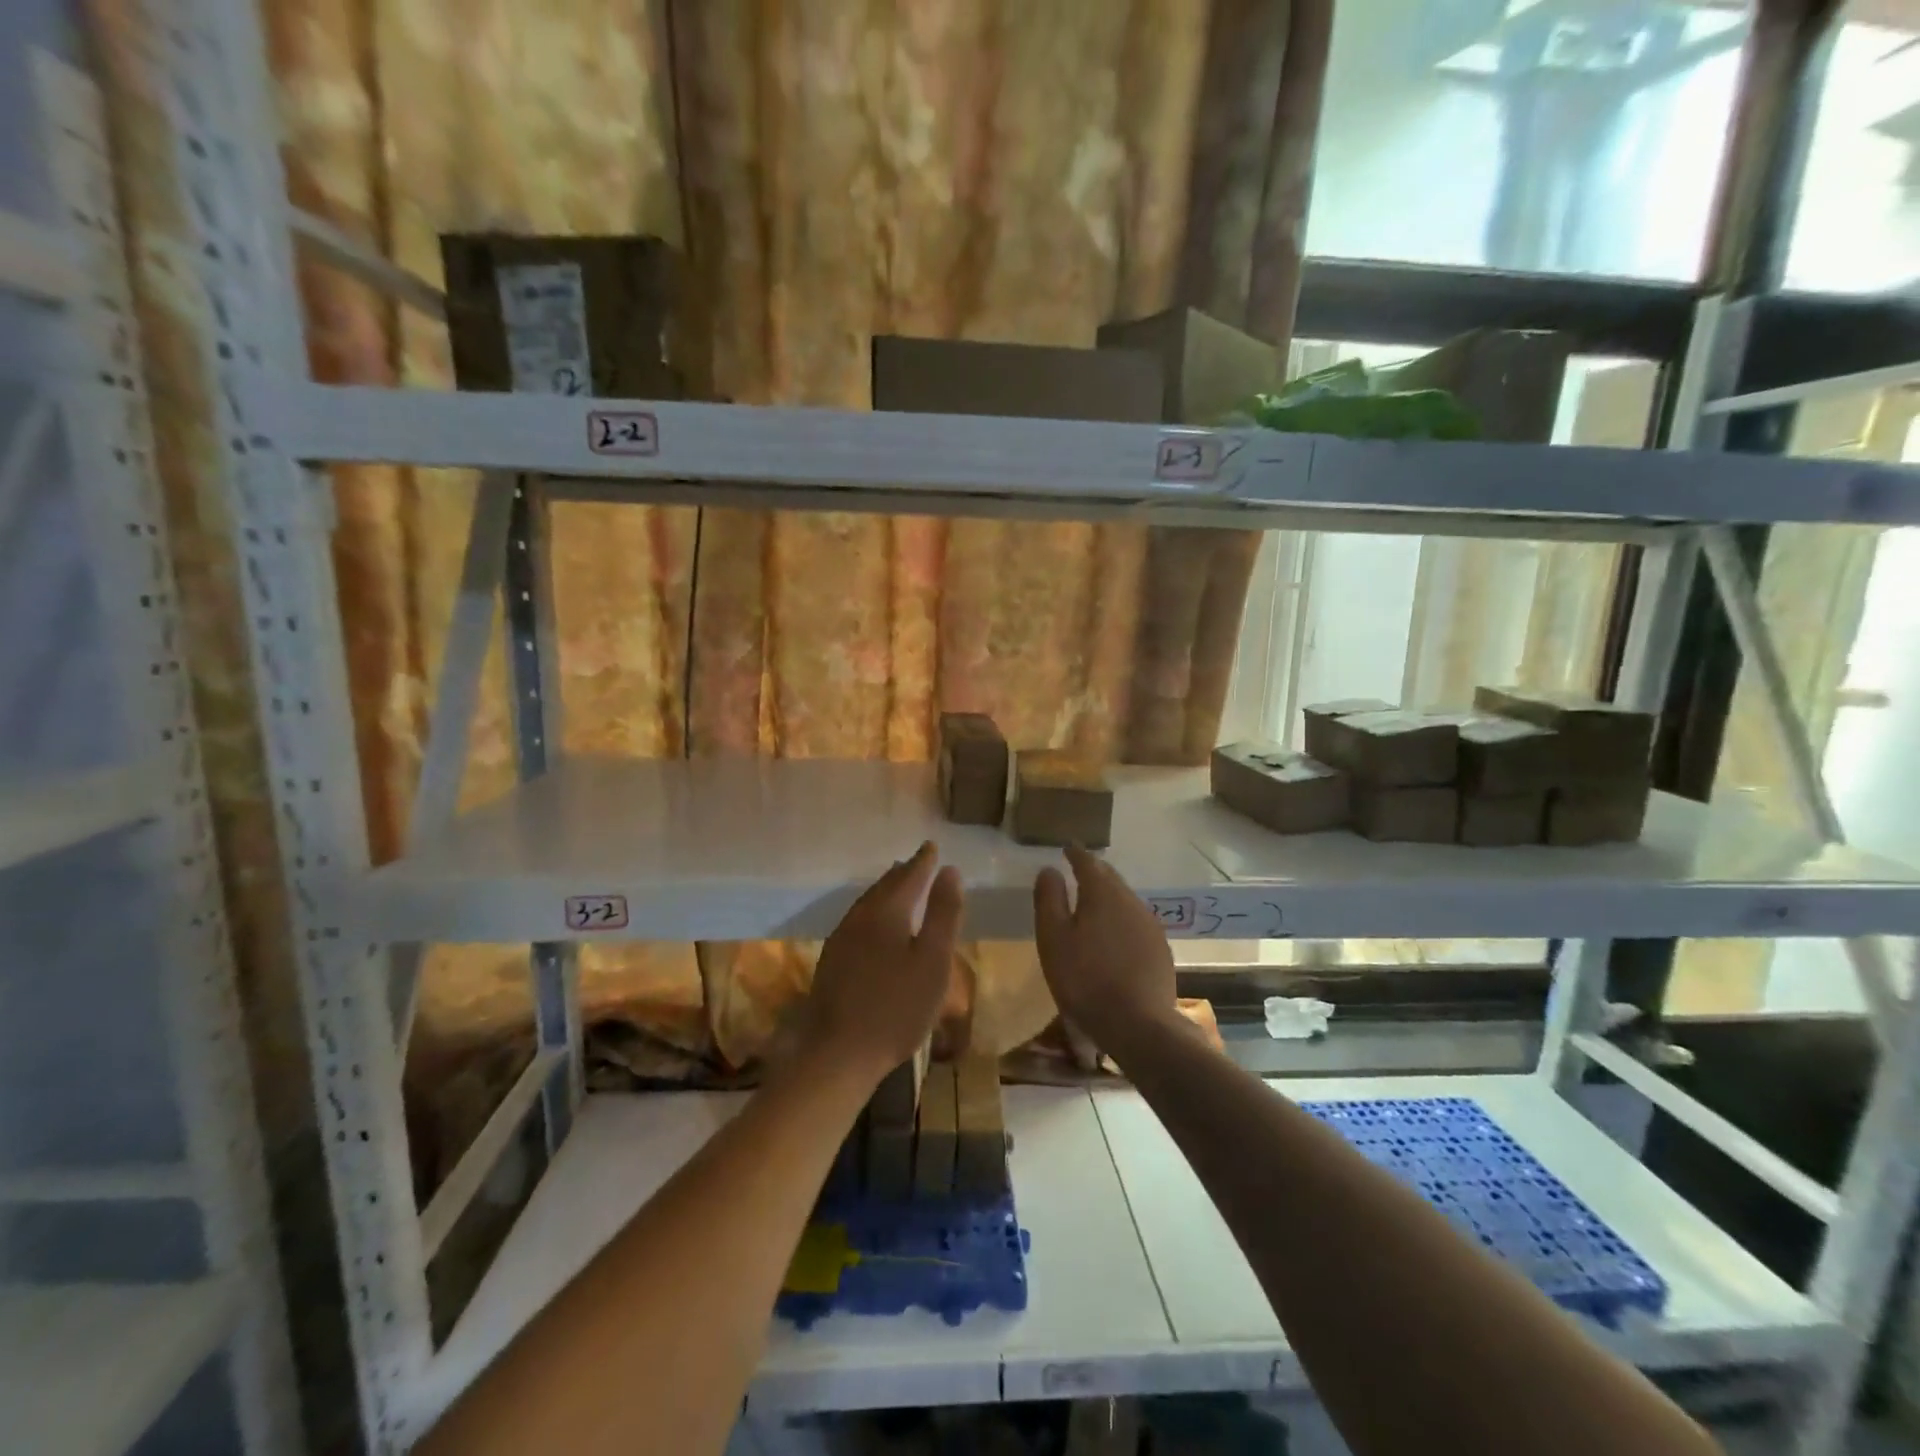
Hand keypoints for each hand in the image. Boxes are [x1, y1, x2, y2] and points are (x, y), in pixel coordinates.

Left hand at [805, 841, 963, 1084]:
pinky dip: (874, 911)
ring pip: (868, 903)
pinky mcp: (832, 960)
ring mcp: (842, 939)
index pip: (909, 876)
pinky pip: (858, 920)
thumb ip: (944, 913)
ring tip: (898, 885)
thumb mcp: (934, 960)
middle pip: (885, 886)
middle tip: (917, 862)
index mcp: (886, 911)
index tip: (932, 847)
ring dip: (886, 891)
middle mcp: (860, 916)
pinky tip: (876, 925)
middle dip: (903, 873)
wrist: (840, 1052)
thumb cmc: (897, 1006)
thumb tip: (950, 871)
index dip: (923, 862)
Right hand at [1033, 845, 1179, 1061]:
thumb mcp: (1053, 938)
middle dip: (1094, 872)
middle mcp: (1131, 901)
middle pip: (1110, 878)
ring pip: (1125, 900)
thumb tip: (1049, 870)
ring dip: (1109, 897)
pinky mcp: (1160, 949)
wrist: (1137, 1025)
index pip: (1088, 862)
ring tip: (1093, 904)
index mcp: (1102, 893)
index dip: (1075, 853)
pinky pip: (1136, 923)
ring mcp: (1150, 925)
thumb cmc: (1084, 978)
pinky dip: (1121, 920)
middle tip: (1078, 871)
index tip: (1067, 847)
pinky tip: (1114, 937)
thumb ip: (1049, 899)